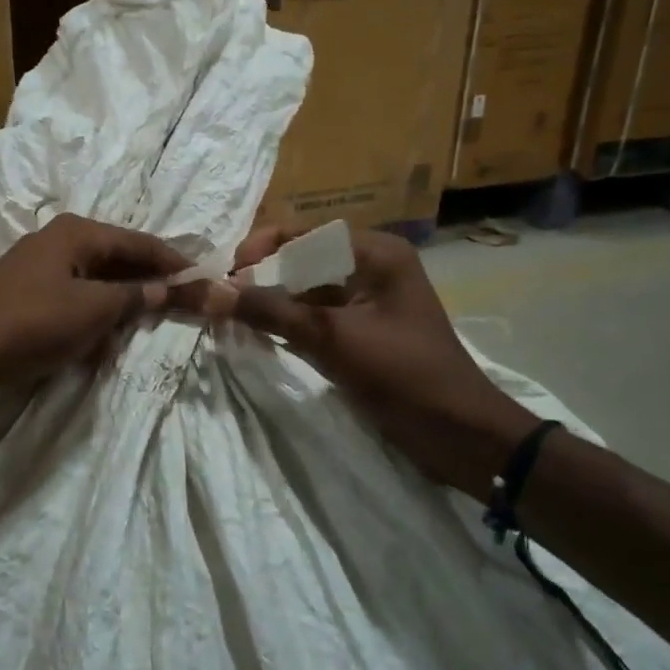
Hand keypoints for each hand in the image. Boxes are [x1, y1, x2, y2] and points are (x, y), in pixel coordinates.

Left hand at [0, 214, 188, 411]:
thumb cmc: (31, 323)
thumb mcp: (93, 310)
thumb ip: (136, 297)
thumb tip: (171, 289)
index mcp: (76, 232)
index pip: (140, 242)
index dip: (174, 262)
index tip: (205, 281)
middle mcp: (58, 242)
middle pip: (118, 259)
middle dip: (149, 283)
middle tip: (184, 305)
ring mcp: (39, 270)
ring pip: (96, 283)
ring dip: (122, 304)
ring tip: (150, 325)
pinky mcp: (27, 299)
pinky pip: (74, 302)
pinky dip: (94, 318)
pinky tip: (104, 343)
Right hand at [177, 224, 537, 491]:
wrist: (459, 436)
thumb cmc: (403, 375)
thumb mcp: (332, 339)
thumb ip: (271, 312)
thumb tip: (210, 292)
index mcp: (376, 252)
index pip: (305, 233)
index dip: (262, 248)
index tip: (226, 275)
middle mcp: (371, 267)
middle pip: (303, 259)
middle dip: (263, 276)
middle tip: (223, 298)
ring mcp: (367, 301)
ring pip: (306, 289)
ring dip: (272, 301)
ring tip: (232, 316)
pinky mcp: (361, 331)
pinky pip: (316, 316)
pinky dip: (288, 322)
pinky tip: (260, 334)